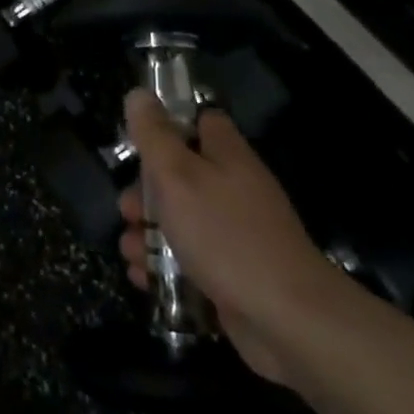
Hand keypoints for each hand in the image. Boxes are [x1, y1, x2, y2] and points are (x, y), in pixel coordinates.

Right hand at [116, 88, 340, 384]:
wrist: (286, 319)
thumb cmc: (224, 234)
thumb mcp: (177, 175)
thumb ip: (154, 135)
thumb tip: (138, 94)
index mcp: (226, 154)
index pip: (200, 121)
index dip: (169, 124)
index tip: (139, 140)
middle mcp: (233, 188)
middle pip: (181, 175)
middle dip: (145, 192)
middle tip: (128, 210)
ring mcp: (235, 233)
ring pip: (181, 221)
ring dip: (148, 234)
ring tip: (130, 250)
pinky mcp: (232, 273)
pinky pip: (190, 260)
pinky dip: (164, 267)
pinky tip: (143, 278)